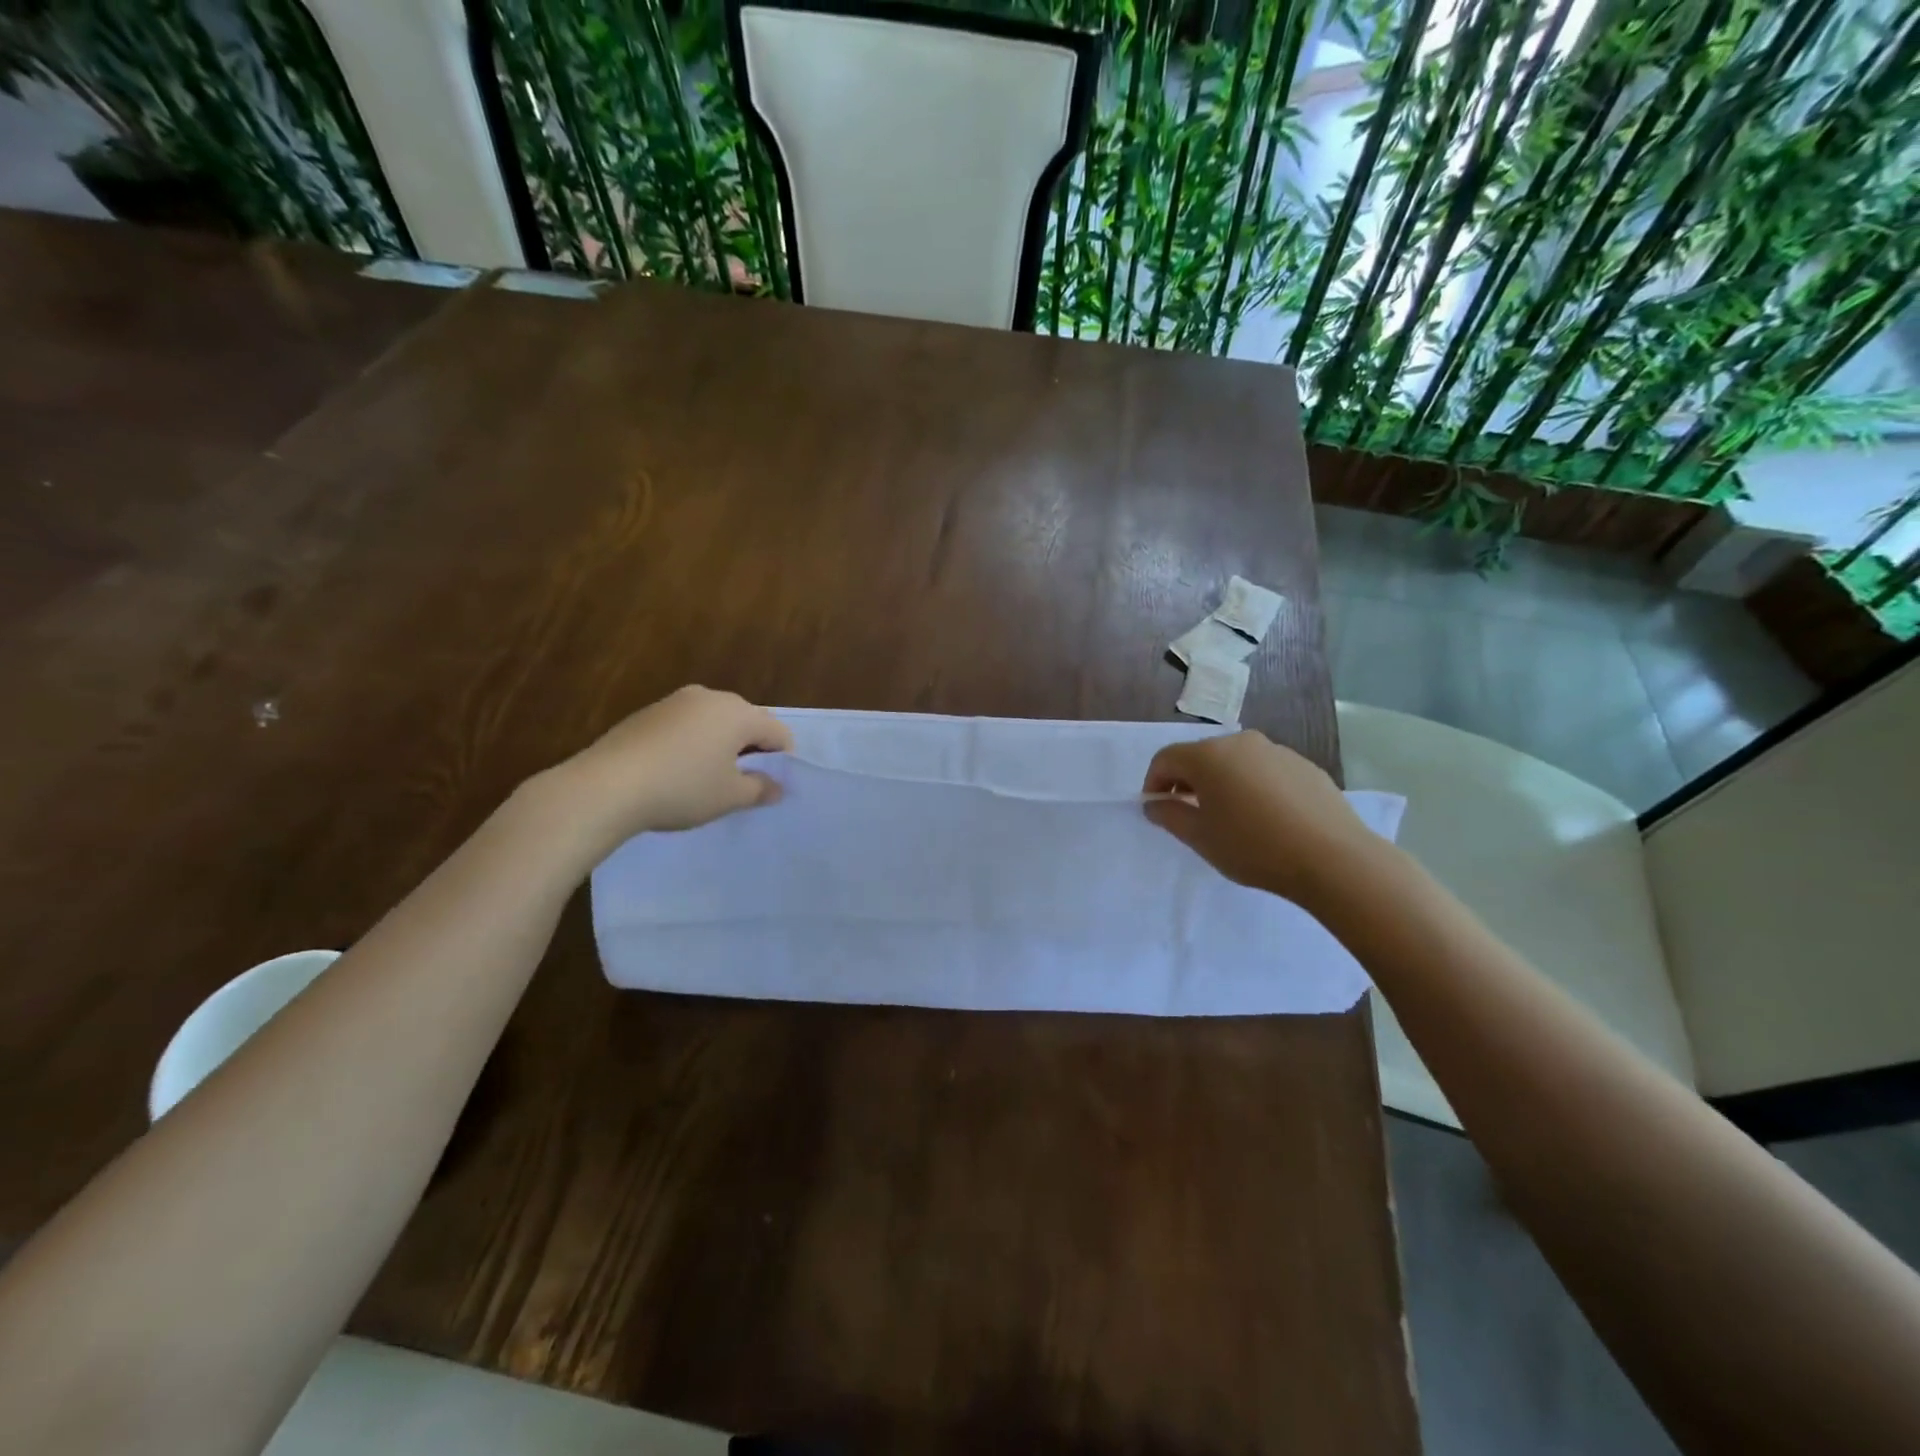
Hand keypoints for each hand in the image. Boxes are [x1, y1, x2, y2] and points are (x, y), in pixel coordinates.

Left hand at [548, 686, 793, 843]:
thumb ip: (760, 789)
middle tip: (741, 783)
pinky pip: (685, 726)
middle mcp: (710, 697)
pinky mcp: (648, 713)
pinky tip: (676, 772)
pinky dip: (692, 744)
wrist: (605, 786)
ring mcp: (675, 702)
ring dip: (720, 746)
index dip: (781, 760)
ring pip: (714, 722)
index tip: (769, 786)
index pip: (777, 732)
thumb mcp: (730, 797)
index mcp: (738, 713)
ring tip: (707, 779)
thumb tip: (776, 786)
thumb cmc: (682, 789)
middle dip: (751, 749)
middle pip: (746, 721)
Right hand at [1142, 732, 1381, 906]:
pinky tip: (1266, 819)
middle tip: (1191, 815)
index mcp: (1208, 755)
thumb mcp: (1199, 837)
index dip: (1154, 782)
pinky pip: (1265, 771)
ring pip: (1235, 762)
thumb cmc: (1253, 847)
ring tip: (1231, 818)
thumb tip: (1154, 803)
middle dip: (1188, 781)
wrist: (1332, 858)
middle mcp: (1241, 742)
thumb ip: (1169, 816)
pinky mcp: (1305, 766)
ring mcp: (1277, 751)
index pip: (1166, 758)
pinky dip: (1254, 787)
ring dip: (1222, 783)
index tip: (1157, 809)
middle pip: (1201, 756)